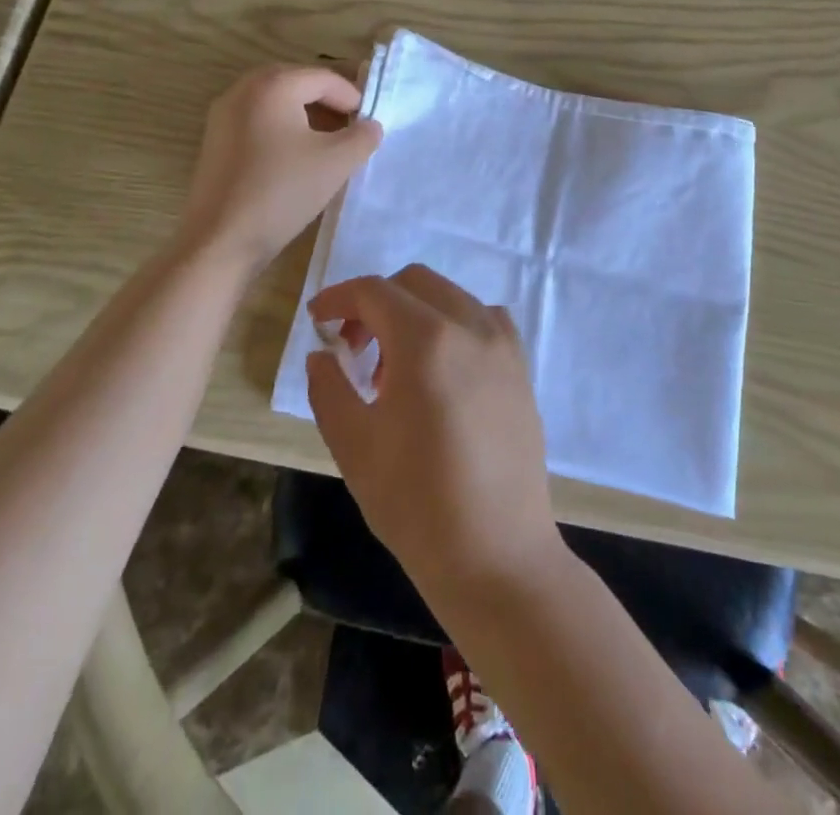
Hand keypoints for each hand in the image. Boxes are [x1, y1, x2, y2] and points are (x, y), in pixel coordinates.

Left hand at [181, 65, 381, 269]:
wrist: (221, 240)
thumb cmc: (282, 192)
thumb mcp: (336, 163)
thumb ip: (362, 137)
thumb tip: (370, 126)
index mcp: (272, 86)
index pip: (323, 78)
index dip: (352, 97)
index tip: (369, 122)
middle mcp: (243, 90)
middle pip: (296, 83)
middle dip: (327, 102)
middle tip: (351, 127)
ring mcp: (223, 115)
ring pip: (275, 102)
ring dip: (305, 116)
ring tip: (328, 143)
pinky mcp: (215, 140)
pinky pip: (257, 120)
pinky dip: (282, 128)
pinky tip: (296, 157)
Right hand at [306, 266, 564, 600]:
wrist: (497, 555)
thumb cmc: (416, 503)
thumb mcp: (354, 445)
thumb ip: (329, 387)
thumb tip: (324, 354)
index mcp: (427, 339)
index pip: (374, 291)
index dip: (339, 298)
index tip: (318, 320)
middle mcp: (471, 326)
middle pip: (414, 283)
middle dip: (375, 303)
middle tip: (353, 349)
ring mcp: (503, 344)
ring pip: (449, 296)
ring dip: (414, 313)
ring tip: (395, 370)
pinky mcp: (521, 367)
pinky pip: (481, 320)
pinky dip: (452, 325)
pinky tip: (440, 372)